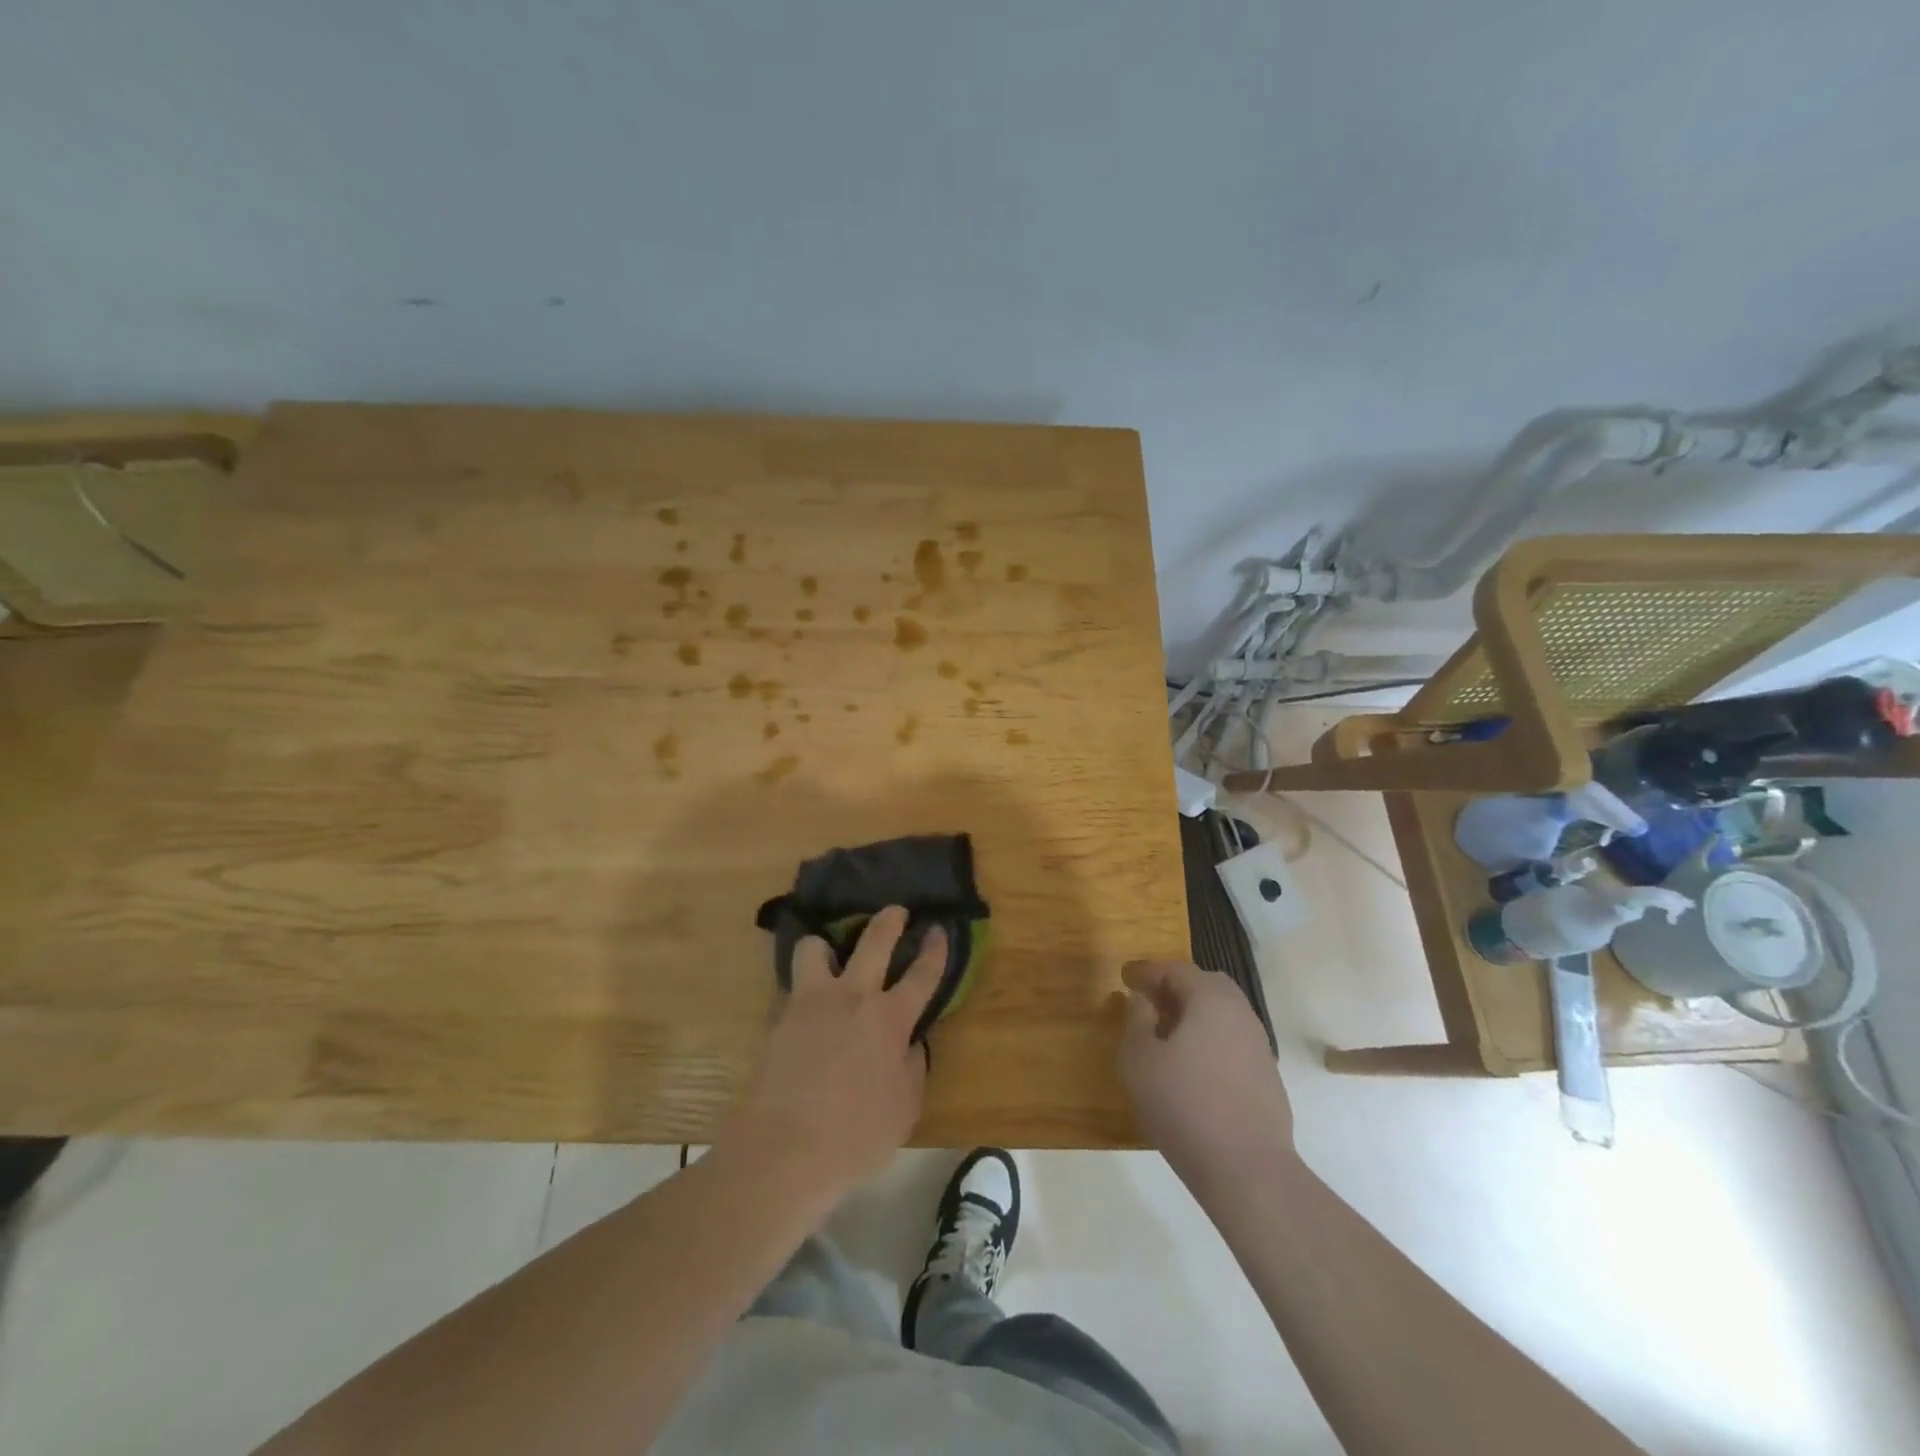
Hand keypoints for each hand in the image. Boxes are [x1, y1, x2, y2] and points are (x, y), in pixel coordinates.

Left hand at [722, 906, 946, 1206]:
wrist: (784, 1149)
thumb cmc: (855, 1137)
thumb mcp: (904, 1109)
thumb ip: (912, 1068)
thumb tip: (909, 1044)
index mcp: (890, 1019)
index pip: (922, 974)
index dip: (934, 949)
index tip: (938, 929)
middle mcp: (852, 997)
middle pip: (874, 940)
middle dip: (889, 920)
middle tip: (896, 911)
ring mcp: (810, 1002)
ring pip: (814, 947)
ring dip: (825, 945)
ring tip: (828, 956)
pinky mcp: (778, 1017)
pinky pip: (790, 987)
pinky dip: (800, 989)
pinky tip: (801, 1007)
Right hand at [1118, 960, 1293, 1184]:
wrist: (1247, 1170)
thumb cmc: (1183, 1104)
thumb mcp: (1139, 1059)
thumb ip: (1136, 1020)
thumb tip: (1143, 1001)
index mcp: (1211, 999)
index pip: (1177, 970)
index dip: (1148, 973)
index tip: (1126, 980)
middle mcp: (1241, 1013)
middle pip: (1206, 987)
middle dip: (1175, 990)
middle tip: (1148, 1006)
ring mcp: (1259, 1047)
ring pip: (1222, 1016)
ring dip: (1193, 1018)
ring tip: (1166, 1041)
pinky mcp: (1267, 1078)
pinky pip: (1232, 1044)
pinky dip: (1209, 1044)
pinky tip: (1191, 1072)